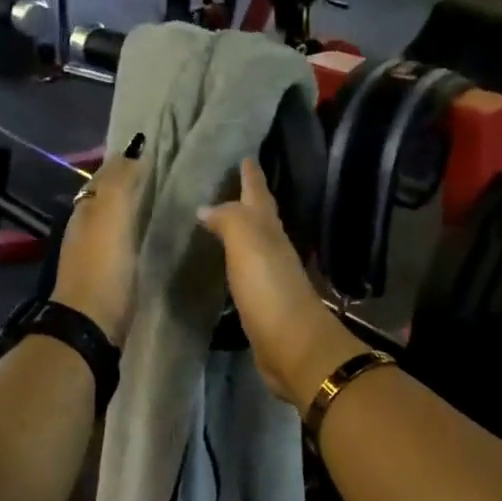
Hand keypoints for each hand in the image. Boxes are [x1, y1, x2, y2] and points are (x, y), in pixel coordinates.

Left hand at [50, 136, 145, 345]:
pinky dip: (133, 233)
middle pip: (106, 198)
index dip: (123, 162)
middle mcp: (85, 228)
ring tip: (161, 201)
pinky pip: (120, 243)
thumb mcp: (111, 218)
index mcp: (86, 211)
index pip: (104, 177)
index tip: (150, 150)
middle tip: (160, 173)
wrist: (90, 325)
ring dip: (131, 209)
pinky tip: (150, 237)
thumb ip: (121, 184)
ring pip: (112, 221)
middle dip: (127, 183)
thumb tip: (133, 152)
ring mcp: (94, 254)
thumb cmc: (103, 268)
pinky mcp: (106, 277)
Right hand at [197, 158, 362, 407]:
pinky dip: (235, 261)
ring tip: (217, 218)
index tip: (244, 154)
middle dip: (246, 198)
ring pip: (252, 243)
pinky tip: (224, 263)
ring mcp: (268, 276)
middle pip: (258, 216)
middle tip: (226, 181)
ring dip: (238, 229)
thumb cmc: (270, 289)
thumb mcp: (248, 243)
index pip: (258, 194)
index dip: (251, 174)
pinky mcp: (261, 303)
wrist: (293, 347)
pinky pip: (244, 272)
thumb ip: (229, 220)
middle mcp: (272, 248)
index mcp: (269, 230)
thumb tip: (207, 207)